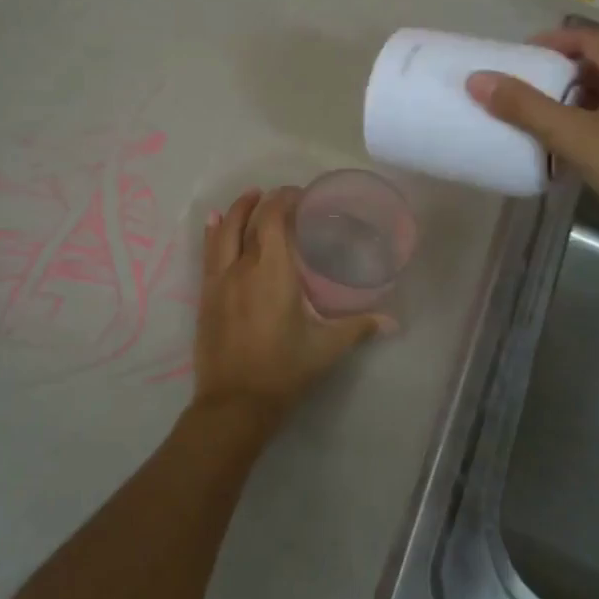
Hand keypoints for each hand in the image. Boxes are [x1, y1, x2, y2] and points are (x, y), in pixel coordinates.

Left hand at [189, 187, 383, 444]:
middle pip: (249, 220)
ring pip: (223, 232)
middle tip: (281, 197)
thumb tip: (393, 322)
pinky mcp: (205, 296)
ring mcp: (219, 281)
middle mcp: (242, 267)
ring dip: (237, 210)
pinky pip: (207, 253)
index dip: (284, 199)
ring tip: (250, 198)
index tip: (300, 195)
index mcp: (273, 272)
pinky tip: (213, 222)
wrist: (235, 403)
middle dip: (264, 201)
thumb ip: (358, 327)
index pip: (274, 219)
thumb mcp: (325, 348)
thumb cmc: (284, 370)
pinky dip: (212, 232)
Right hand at [466, 26, 598, 256]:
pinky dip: (598, 121)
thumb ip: (527, 109)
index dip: (551, 42)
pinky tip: (582, 149)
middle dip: (561, 73)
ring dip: (579, 100)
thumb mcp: (577, 139)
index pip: (588, 37)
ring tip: (545, 121)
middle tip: (525, 91)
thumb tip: (478, 79)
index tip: (518, 57)